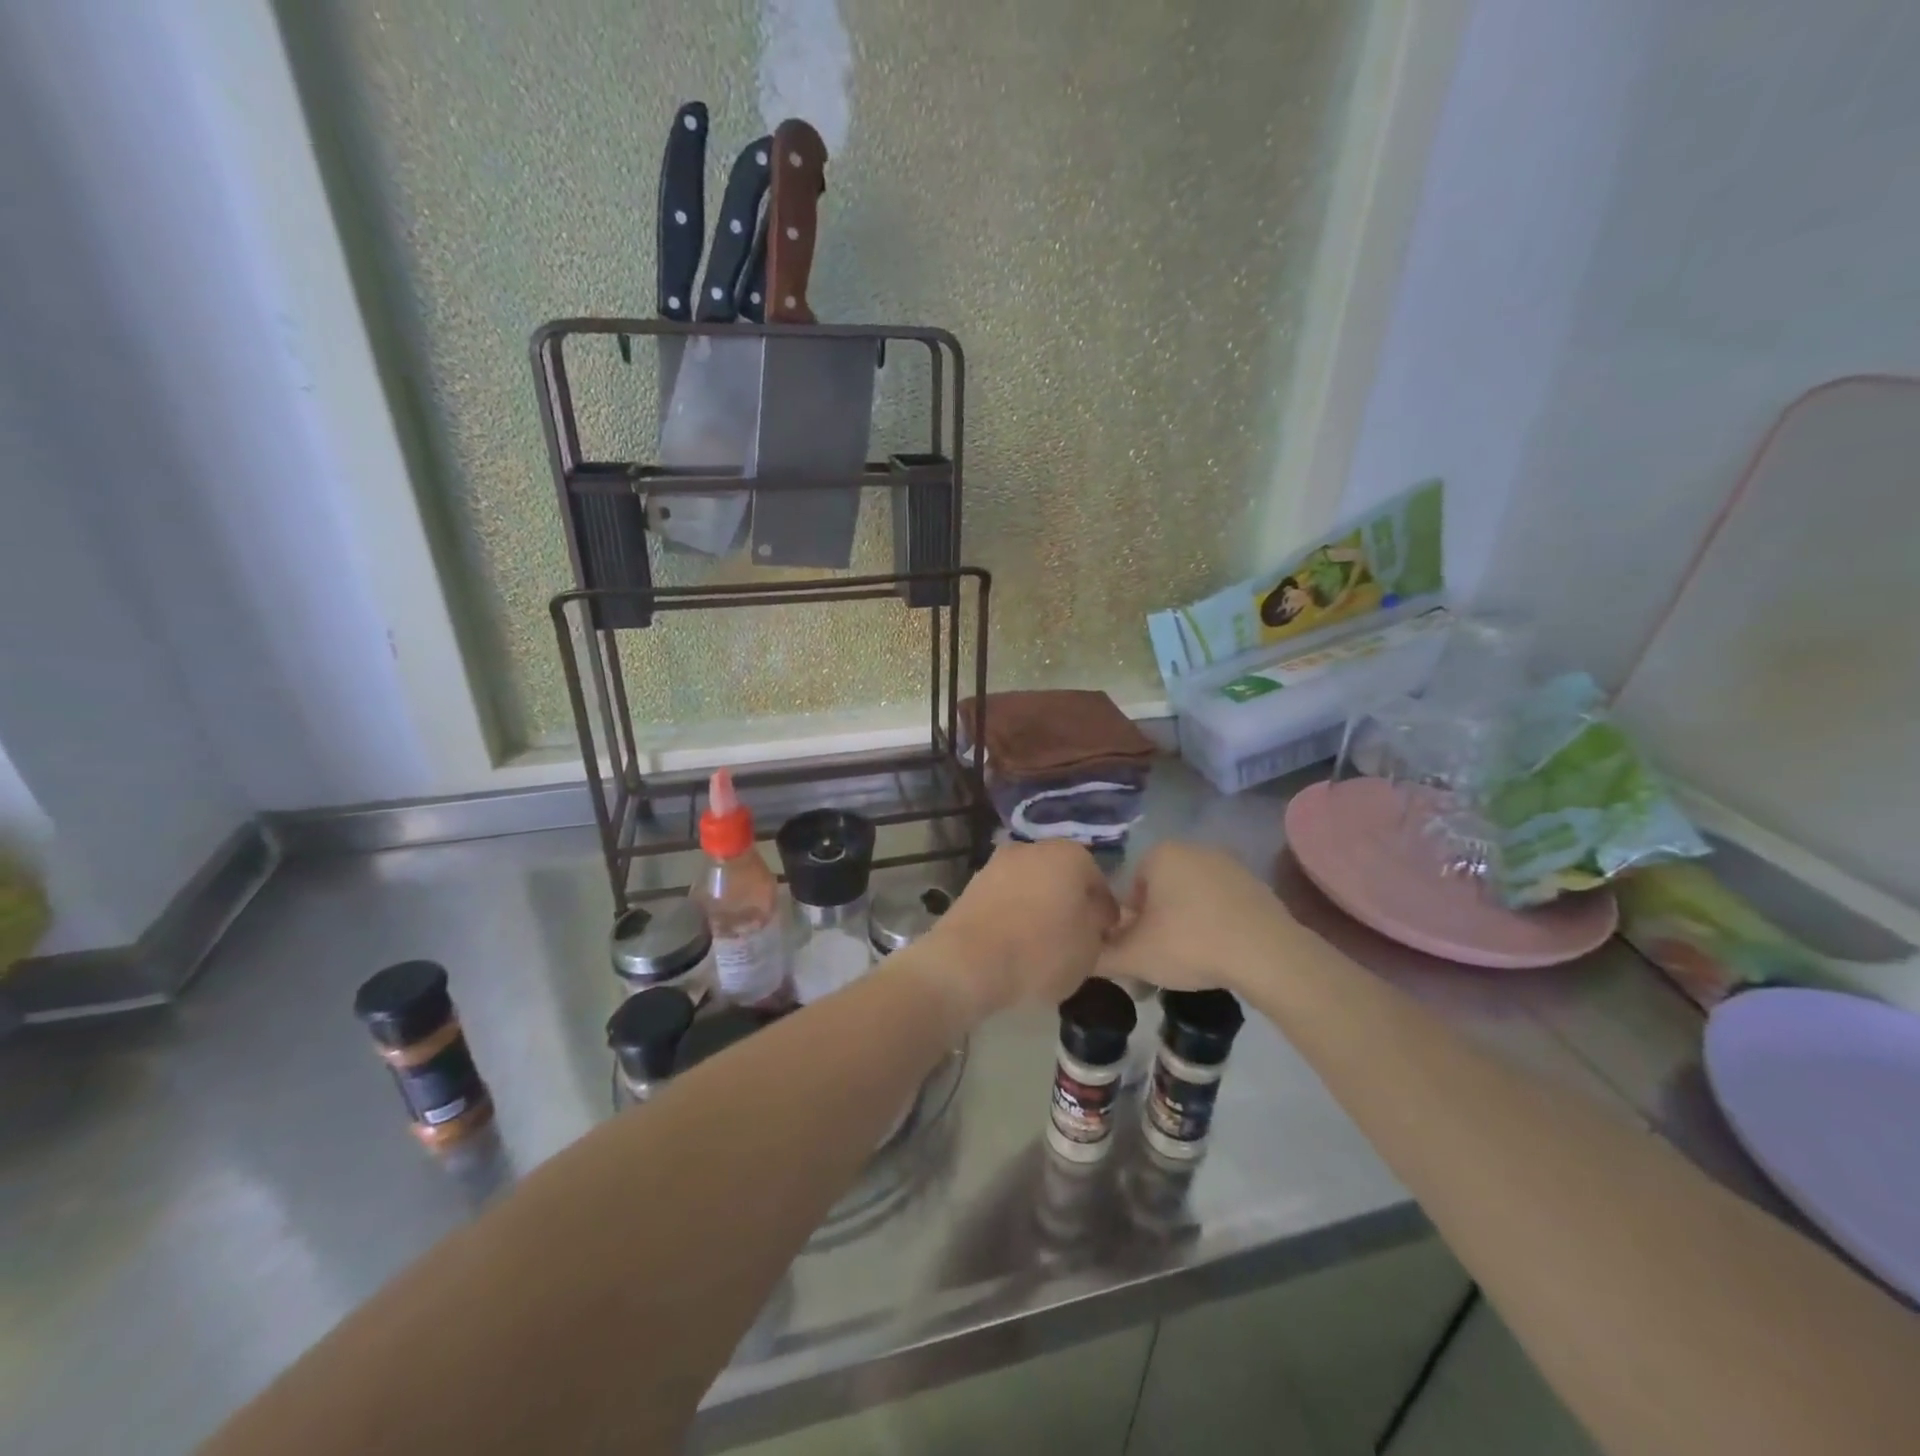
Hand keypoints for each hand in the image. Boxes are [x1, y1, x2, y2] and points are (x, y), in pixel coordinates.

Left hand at [919, 841, 1118, 1019]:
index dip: (1103, 911)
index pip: (1097, 881)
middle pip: (1061, 877)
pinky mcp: (972, 884)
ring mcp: (998, 863)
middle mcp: (1032, 848)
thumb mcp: (1090, 946)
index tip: (1102, 937)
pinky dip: (1012, 914)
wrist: (968, 961)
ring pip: (1031, 885)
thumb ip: (1098, 923)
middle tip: (1072, 939)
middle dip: (1068, 902)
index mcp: (1070, 854)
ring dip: (1038, 906)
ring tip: (1040, 945)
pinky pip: (1005, 898)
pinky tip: (1013, 942)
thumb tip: (1095, 913)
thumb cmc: (1041, 951)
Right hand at [1098, 841, 1300, 993]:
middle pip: (1159, 894)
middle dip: (1156, 927)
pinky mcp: (1255, 885)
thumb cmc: (1190, 944)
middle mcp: (1192, 849)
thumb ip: (1099, 955)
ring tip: (1190, 965)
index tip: (1138, 954)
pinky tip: (1219, 956)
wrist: (1267, 955)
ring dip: (1184, 928)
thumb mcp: (1133, 956)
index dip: (1128, 926)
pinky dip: (1213, 927)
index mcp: (1159, 854)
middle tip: (1160, 963)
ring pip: (1189, 900)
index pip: (1127, 891)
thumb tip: (1079, 956)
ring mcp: (1228, 865)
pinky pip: (1219, 906)